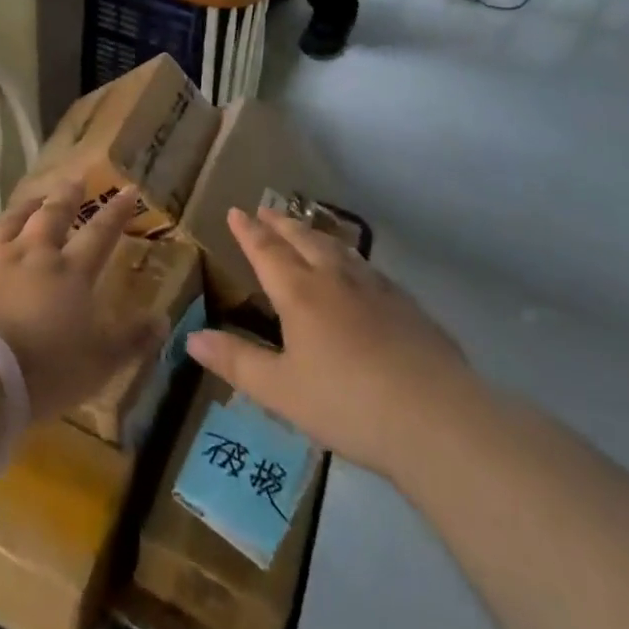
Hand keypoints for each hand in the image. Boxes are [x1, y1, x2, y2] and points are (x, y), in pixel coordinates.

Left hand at [0, 183, 162, 420]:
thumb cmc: (45, 370)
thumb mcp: (101, 364)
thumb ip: (132, 340)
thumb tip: (163, 319)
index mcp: (70, 273)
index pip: (100, 234)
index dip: (115, 212)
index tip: (127, 190)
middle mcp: (32, 255)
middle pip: (51, 217)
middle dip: (66, 197)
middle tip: (74, 180)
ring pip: (9, 223)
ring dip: (23, 209)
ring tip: (32, 199)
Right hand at [186, 209, 476, 476]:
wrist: (437, 419)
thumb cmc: (348, 404)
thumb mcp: (280, 390)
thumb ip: (237, 361)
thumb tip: (192, 337)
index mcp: (299, 294)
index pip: (267, 251)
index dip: (249, 232)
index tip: (237, 211)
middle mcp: (335, 279)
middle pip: (303, 239)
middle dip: (281, 223)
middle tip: (267, 209)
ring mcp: (376, 289)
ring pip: (338, 249)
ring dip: (316, 234)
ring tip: (306, 229)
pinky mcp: (408, 306)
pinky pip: (369, 268)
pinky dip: (350, 258)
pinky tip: (358, 271)